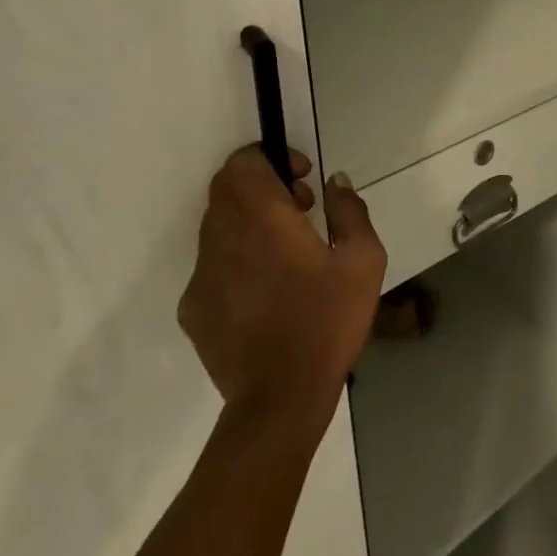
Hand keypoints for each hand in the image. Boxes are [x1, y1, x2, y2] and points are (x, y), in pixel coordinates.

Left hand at [179, 146, 387, 426]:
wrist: (280, 398)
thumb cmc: (328, 322)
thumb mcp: (364, 260)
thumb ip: (350, 211)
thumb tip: (334, 183)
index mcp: (262, 219)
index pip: (242, 162)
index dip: (270, 157)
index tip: (302, 179)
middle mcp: (222, 237)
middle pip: (225, 187)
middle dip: (261, 184)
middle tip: (300, 209)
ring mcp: (202, 273)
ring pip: (217, 224)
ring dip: (249, 219)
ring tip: (287, 250)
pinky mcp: (192, 306)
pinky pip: (212, 263)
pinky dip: (237, 256)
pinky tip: (267, 289)